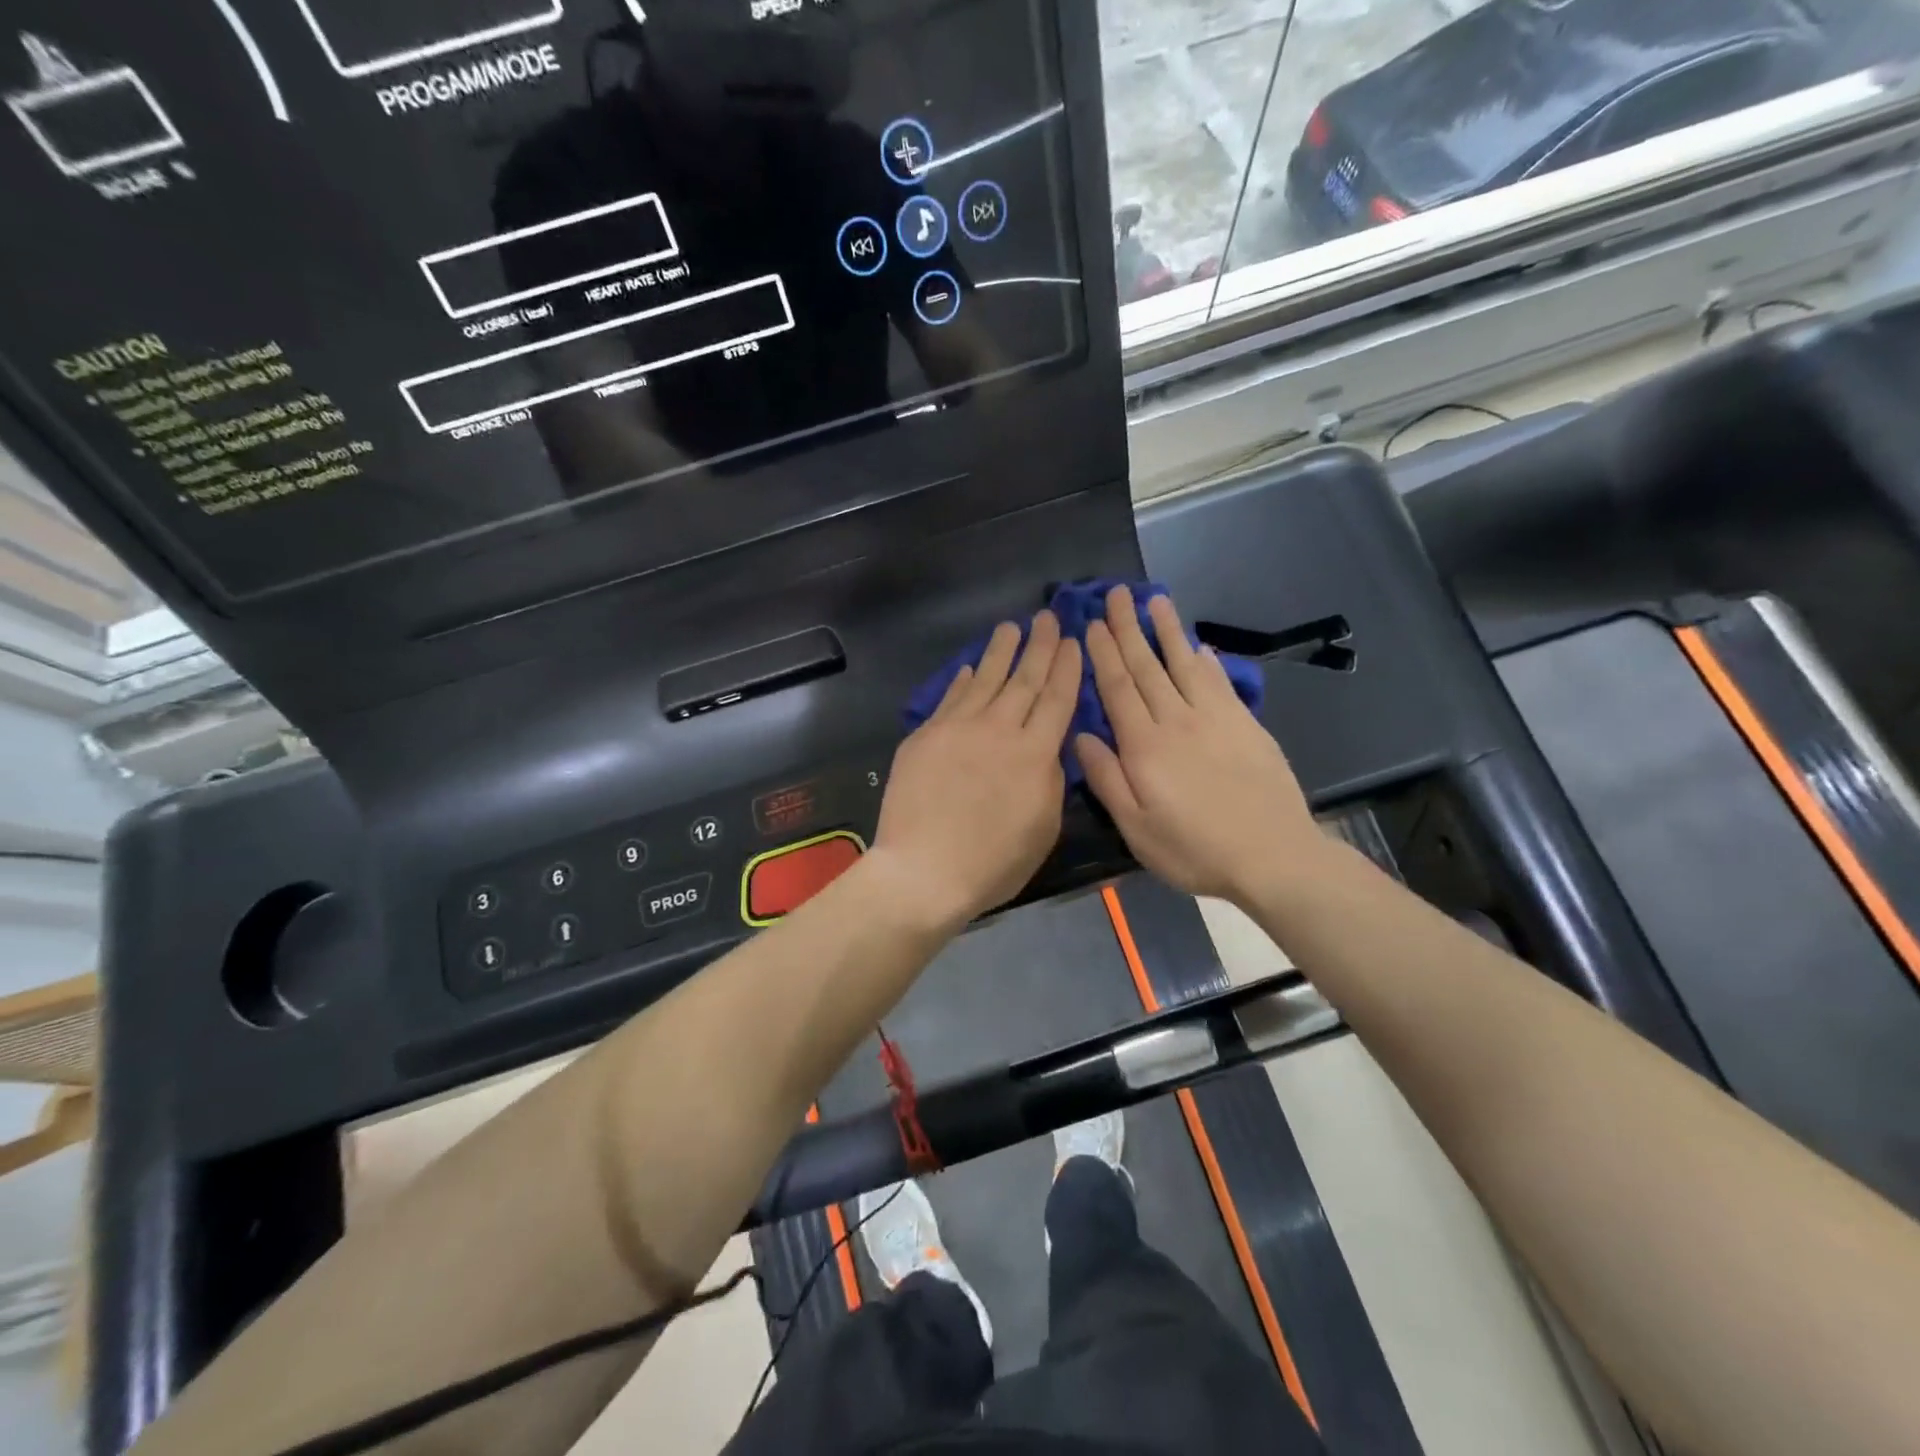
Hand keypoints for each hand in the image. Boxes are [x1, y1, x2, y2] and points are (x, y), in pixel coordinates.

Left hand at [871, 611, 1081, 932]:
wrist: (923, 871)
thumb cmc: (992, 863)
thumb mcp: (1043, 829)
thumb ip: (1050, 781)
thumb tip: (1049, 749)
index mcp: (1035, 755)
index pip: (1057, 700)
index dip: (1067, 668)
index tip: (1073, 642)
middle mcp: (999, 730)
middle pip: (1024, 680)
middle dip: (1040, 646)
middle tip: (1047, 617)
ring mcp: (958, 729)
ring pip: (984, 679)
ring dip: (1000, 651)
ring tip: (1010, 627)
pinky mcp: (925, 735)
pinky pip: (950, 698)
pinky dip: (962, 680)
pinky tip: (968, 667)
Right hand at [1076, 587, 1319, 905]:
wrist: (1273, 856)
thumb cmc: (1194, 849)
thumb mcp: (1136, 828)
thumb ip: (1106, 779)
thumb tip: (1081, 736)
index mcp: (1144, 746)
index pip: (1118, 688)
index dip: (1102, 654)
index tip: (1090, 624)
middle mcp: (1177, 720)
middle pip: (1148, 666)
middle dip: (1128, 628)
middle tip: (1116, 593)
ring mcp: (1216, 718)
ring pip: (1185, 664)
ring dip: (1167, 631)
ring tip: (1155, 599)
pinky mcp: (1246, 725)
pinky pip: (1221, 682)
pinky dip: (1208, 661)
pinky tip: (1200, 646)